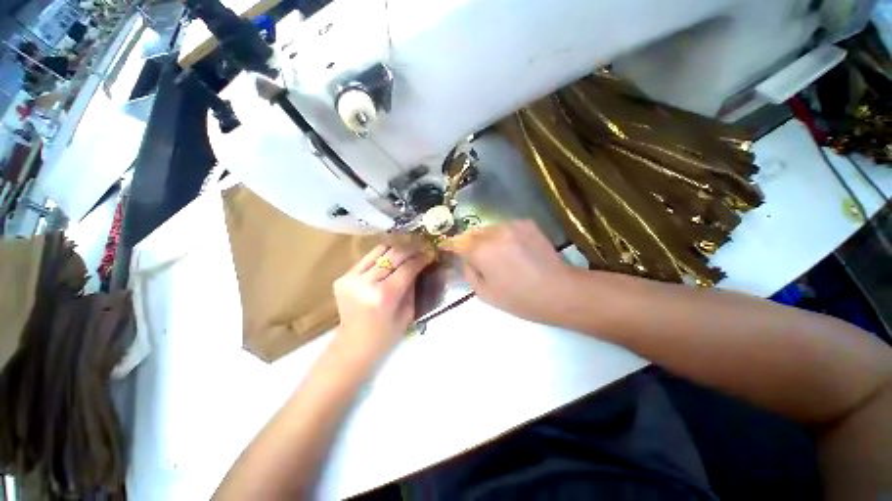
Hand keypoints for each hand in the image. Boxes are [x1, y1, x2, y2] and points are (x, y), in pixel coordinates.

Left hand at [333, 244, 432, 362]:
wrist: (352, 345)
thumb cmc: (385, 335)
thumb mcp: (407, 313)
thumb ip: (412, 286)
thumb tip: (419, 265)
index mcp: (384, 296)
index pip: (407, 267)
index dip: (421, 258)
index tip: (430, 253)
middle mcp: (366, 282)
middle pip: (393, 254)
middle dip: (411, 249)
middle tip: (422, 247)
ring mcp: (351, 278)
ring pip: (379, 251)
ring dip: (396, 249)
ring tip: (407, 251)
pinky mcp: (343, 277)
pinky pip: (368, 259)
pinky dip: (382, 257)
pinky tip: (390, 261)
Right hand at [444, 220, 575, 324]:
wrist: (558, 290)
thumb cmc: (519, 298)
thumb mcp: (485, 294)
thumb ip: (469, 273)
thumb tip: (465, 260)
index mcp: (481, 250)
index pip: (457, 242)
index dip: (450, 245)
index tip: (446, 247)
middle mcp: (494, 232)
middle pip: (473, 233)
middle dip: (469, 242)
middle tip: (473, 255)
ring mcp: (512, 225)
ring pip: (489, 229)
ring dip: (487, 238)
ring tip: (496, 253)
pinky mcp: (526, 224)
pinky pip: (505, 228)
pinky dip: (503, 236)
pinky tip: (513, 249)